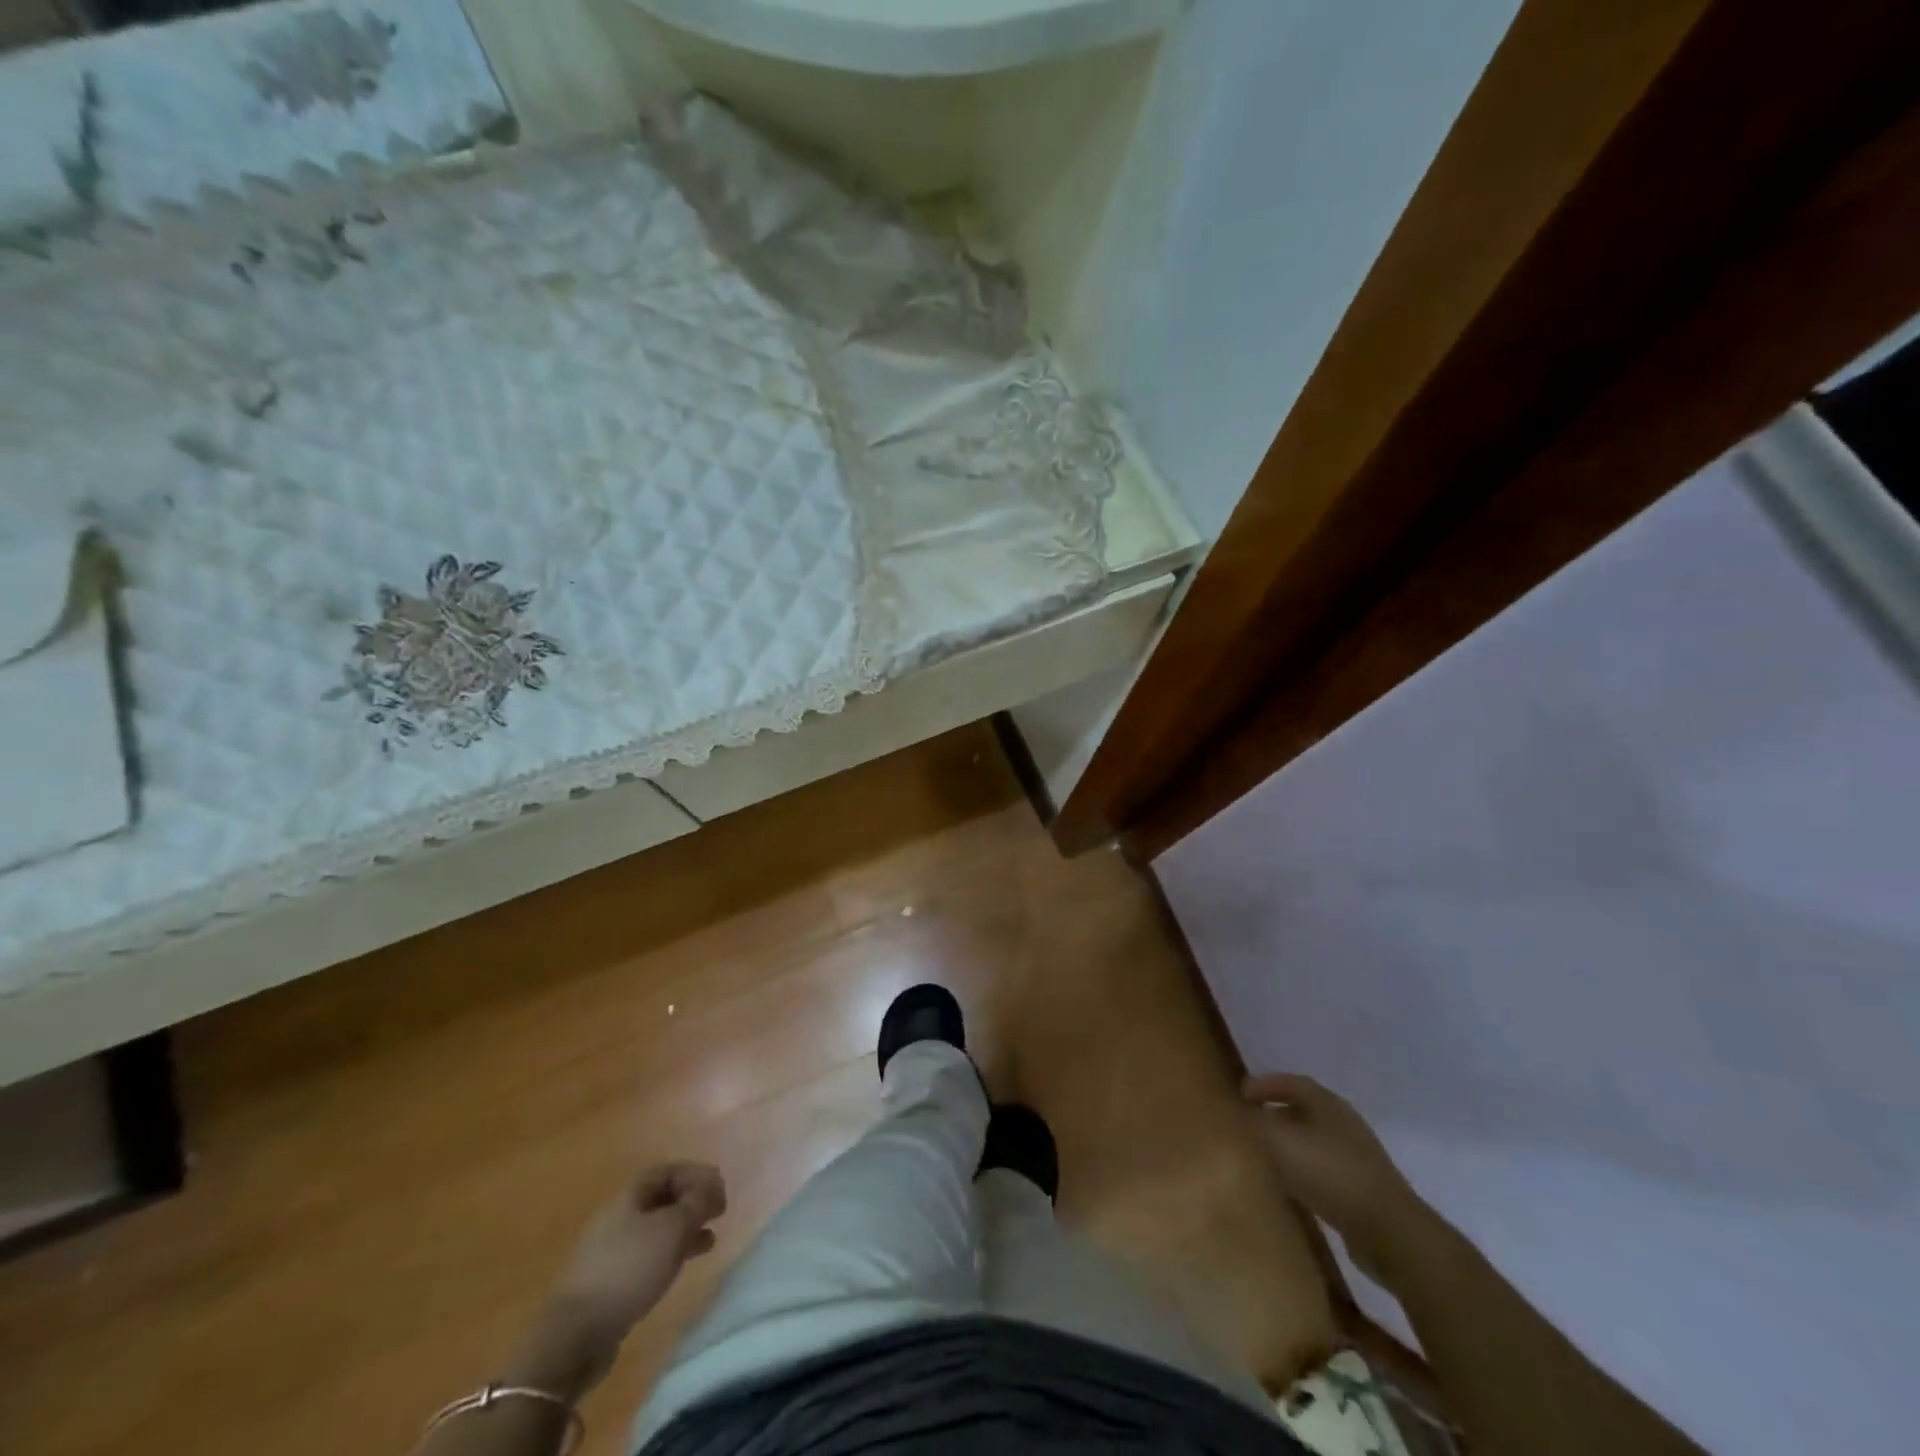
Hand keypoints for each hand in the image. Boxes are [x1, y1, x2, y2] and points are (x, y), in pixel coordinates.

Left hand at [509, 1162, 726, 1397]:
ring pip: (656, 1228)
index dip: (695, 1173)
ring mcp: (610, 1251)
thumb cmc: (628, 1270)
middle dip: (691, 1201)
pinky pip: (647, 1254)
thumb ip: (696, 1203)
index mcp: (628, 1197)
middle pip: (661, 1198)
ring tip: (710, 1239)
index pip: (666, 1170)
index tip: (719, 1187)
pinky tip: (683, 1265)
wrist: (575, 1336)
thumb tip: (711, 1186)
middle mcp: (617, 1217)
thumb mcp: (671, 1230)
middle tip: (718, 1211)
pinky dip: (670, 1253)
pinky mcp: (609, 1282)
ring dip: (684, 1228)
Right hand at [1243, 1074, 1433, 1279]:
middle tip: (1245, 1125)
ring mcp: (1355, 1158)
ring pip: (1310, 1142)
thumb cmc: (1330, 1173)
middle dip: (1272, 1114)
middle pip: (1301, 1110)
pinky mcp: (1360, 1191)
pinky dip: (1300, 1172)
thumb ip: (1249, 1123)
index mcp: (1326, 1103)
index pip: (1290, 1082)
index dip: (1263, 1085)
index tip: (1238, 1095)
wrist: (1390, 1232)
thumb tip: (1227, 1112)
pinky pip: (1321, 1171)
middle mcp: (1342, 1124)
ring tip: (1261, 1156)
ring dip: (1286, 1145)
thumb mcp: (1278, 1141)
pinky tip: (1287, 1188)